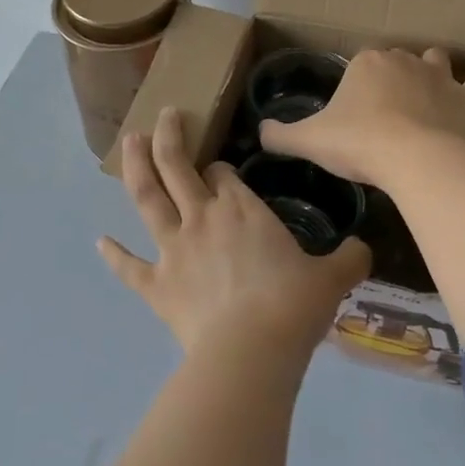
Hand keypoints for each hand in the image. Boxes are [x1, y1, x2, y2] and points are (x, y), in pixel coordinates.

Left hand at [100, 107, 370, 364]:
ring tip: (129, 142)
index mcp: (242, 209)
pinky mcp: (155, 284)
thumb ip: (349, 259)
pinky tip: (99, 241)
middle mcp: (202, 218)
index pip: (223, 174)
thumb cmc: (293, 305)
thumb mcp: (332, 279)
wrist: (251, 350)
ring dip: (136, 167)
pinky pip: (129, 266)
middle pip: (177, 166)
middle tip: (164, 115)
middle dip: (169, 137)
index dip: (219, 168)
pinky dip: (113, 254)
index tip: (220, 170)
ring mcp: (173, 249)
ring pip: (146, 198)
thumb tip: (365, 250)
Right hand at [259, 47, 464, 185]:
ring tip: (427, 89)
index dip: (356, 90)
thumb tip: (260, 133)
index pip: (359, 67)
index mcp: (366, 63)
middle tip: (383, 114)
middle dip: (391, 80)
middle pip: (396, 63)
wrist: (409, 160)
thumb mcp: (308, 140)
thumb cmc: (357, 144)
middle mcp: (404, 60)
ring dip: (432, 71)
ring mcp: (440, 77)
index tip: (353, 116)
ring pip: (436, 62)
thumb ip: (281, 135)